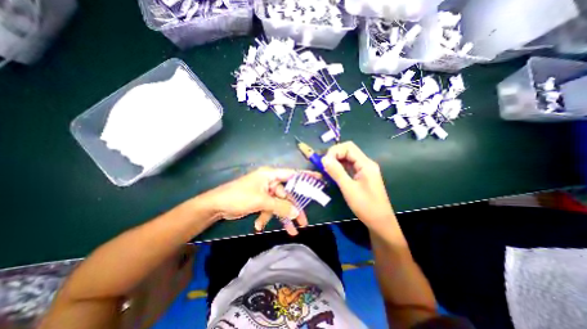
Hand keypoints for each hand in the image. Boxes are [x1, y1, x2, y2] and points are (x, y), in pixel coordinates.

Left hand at [204, 168, 318, 234]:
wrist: (216, 206)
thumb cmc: (238, 197)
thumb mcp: (261, 201)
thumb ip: (280, 206)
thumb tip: (296, 213)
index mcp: (270, 175)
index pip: (292, 174)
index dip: (306, 177)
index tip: (319, 180)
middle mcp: (270, 182)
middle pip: (287, 195)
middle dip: (293, 209)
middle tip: (303, 222)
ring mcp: (265, 192)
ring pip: (279, 204)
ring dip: (282, 217)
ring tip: (290, 231)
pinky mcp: (260, 200)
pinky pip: (270, 208)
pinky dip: (267, 217)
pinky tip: (260, 225)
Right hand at [321, 142, 393, 231]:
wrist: (380, 222)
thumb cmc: (366, 206)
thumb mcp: (349, 188)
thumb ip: (336, 172)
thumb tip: (324, 158)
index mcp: (365, 164)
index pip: (348, 147)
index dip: (335, 151)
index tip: (324, 161)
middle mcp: (365, 164)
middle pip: (348, 151)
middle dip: (334, 155)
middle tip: (324, 165)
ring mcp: (364, 170)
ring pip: (347, 159)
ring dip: (336, 161)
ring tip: (326, 169)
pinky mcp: (361, 176)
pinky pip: (348, 167)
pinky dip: (339, 168)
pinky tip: (332, 173)